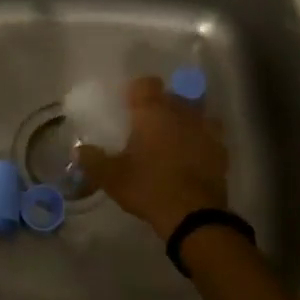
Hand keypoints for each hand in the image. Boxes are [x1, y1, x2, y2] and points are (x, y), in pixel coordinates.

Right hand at [75, 76, 226, 241]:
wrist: (193, 215)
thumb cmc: (149, 188)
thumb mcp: (112, 177)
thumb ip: (92, 160)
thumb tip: (78, 150)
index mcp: (153, 112)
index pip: (146, 83)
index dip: (137, 91)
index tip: (129, 105)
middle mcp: (181, 112)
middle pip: (172, 96)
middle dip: (162, 105)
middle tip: (148, 125)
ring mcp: (205, 129)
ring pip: (196, 112)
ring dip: (186, 119)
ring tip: (175, 137)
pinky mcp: (221, 149)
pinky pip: (211, 135)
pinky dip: (202, 140)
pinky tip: (194, 155)